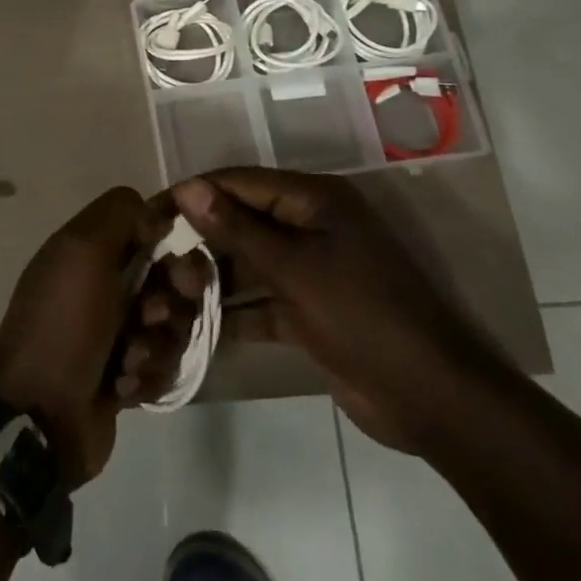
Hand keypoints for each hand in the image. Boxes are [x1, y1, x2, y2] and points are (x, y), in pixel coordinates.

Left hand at [0, 187, 206, 486]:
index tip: (177, 258)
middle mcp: (107, 284)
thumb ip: (121, 214)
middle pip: (172, 276)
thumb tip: (155, 216)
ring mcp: (119, 331)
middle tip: (153, 314)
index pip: (151, 227)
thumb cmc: (64, 323)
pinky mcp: (129, 375)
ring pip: (174, 324)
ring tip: (128, 359)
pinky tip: (122, 387)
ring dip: (157, 342)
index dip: (172, 240)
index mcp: (92, 249)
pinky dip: (147, 375)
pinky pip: (164, 364)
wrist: (39, 416)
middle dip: (172, 297)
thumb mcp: (83, 249)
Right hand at [174, 168, 514, 454]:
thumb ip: (237, 229)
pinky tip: (194, 328)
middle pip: (241, 220)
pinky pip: (262, 301)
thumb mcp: (294, 269)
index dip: (193, 194)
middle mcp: (310, 224)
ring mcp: (311, 269)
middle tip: (150, 260)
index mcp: (313, 199)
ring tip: (164, 294)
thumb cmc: (363, 316)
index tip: (147, 213)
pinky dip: (234, 313)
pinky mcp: (309, 310)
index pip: (239, 182)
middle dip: (199, 239)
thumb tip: (187, 187)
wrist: (432, 398)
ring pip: (248, 262)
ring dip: (212, 278)